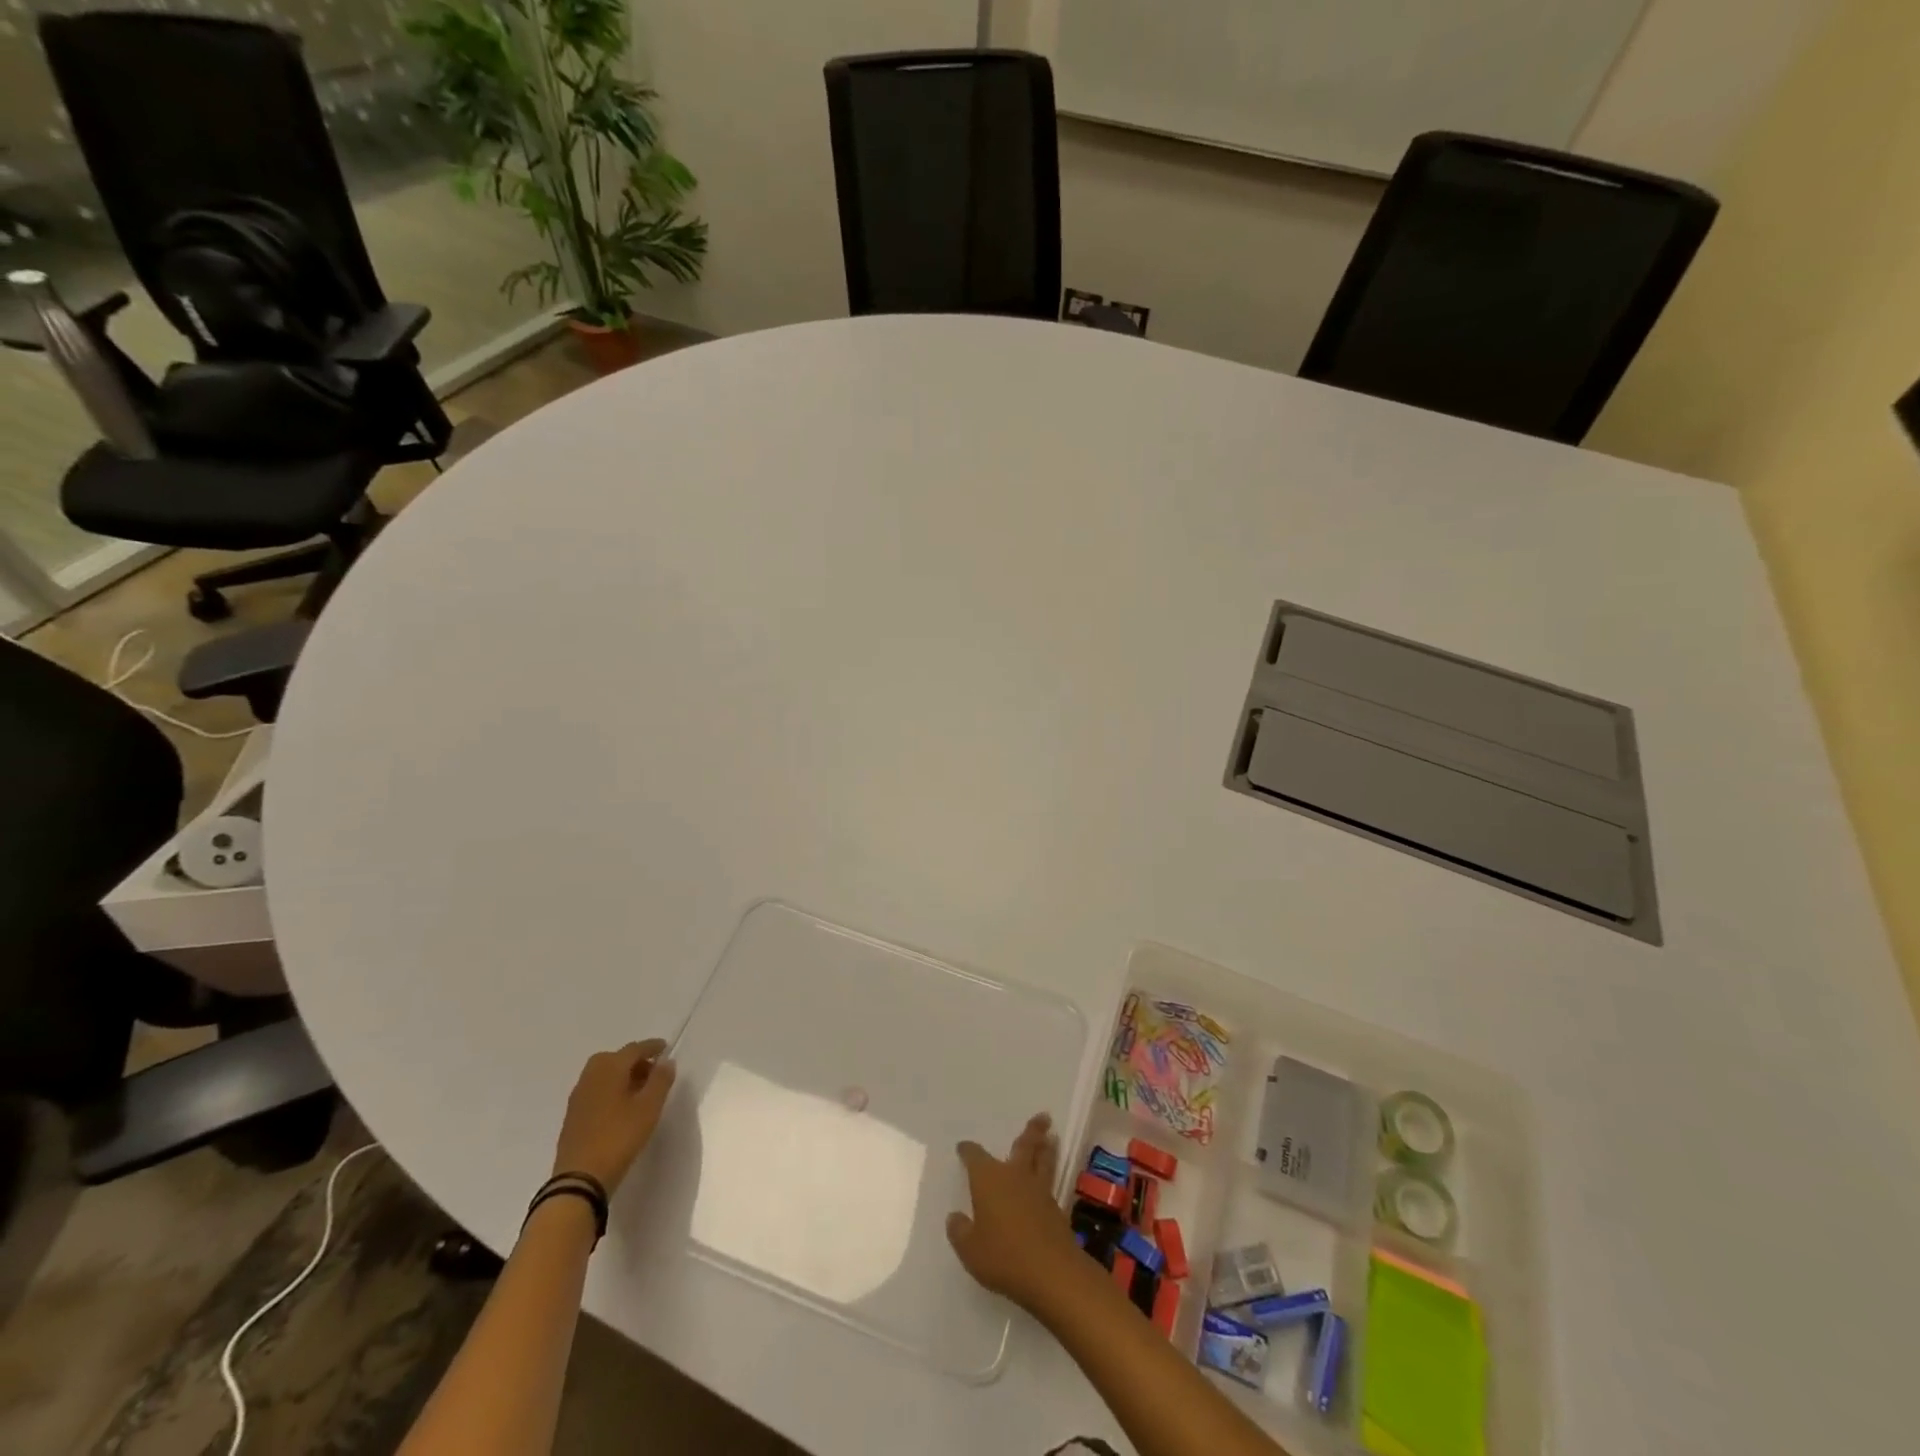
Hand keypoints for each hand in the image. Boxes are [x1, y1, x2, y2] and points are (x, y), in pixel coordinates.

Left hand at [551, 1040, 677, 1192]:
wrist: (579, 1180)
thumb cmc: (619, 1137)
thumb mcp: (649, 1107)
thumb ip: (660, 1080)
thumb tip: (666, 1062)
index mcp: (609, 1068)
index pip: (634, 1049)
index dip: (652, 1047)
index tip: (666, 1048)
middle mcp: (590, 1076)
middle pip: (615, 1059)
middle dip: (635, 1061)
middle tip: (653, 1072)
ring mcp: (578, 1097)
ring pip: (604, 1075)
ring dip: (622, 1076)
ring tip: (640, 1092)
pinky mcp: (573, 1116)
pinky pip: (596, 1091)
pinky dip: (610, 1090)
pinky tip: (621, 1109)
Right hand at [947, 1112, 1084, 1312]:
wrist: (1050, 1272)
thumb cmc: (1003, 1256)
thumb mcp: (970, 1249)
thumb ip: (960, 1231)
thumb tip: (955, 1217)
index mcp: (989, 1179)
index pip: (975, 1156)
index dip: (968, 1150)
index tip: (963, 1147)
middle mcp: (1014, 1175)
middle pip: (1023, 1146)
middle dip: (1031, 1131)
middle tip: (1043, 1116)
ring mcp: (1038, 1190)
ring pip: (1043, 1160)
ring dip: (1047, 1148)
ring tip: (1052, 1137)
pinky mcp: (1055, 1208)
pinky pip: (1050, 1182)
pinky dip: (1050, 1174)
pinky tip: (1047, 1181)